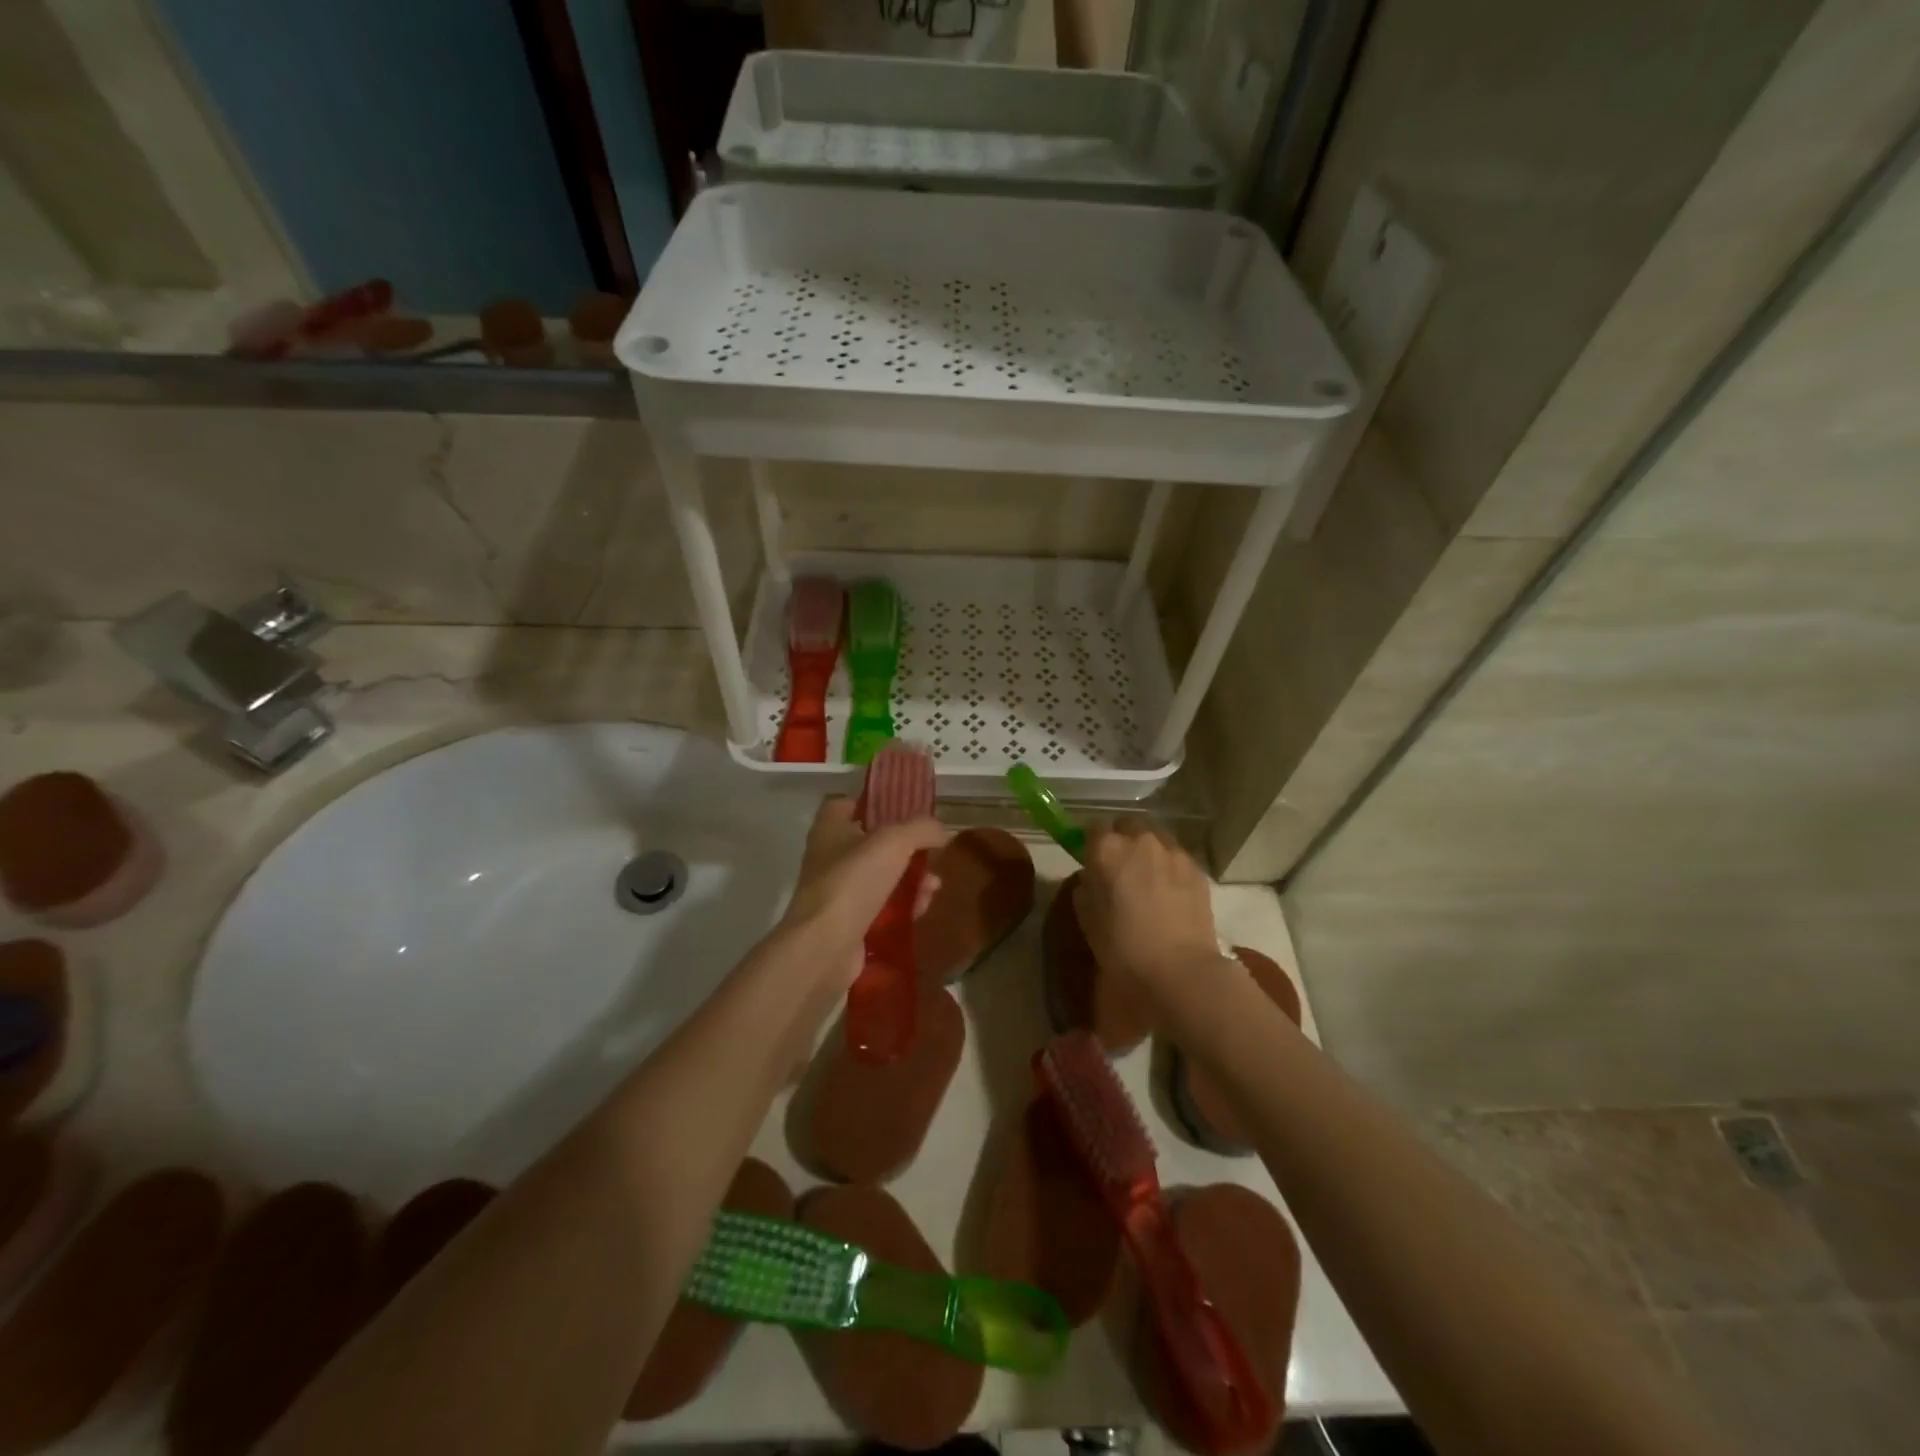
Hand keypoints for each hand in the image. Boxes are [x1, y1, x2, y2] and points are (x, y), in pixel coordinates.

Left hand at [778, 797, 945, 990]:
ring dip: (912, 879)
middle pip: (875, 843)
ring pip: (883, 876)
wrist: (824, 947)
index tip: (907, 811)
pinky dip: (903, 906)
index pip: (850, 803)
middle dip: (908, 849)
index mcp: (831, 827)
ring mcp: (839, 891)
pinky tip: (922, 908)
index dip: (878, 804)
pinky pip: (883, 907)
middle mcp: (831, 856)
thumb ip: (921, 828)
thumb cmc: (853, 882)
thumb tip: (942, 831)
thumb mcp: (894, 842)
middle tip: (932, 854)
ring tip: (934, 887)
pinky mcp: (849, 922)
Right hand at [1074, 822, 1219, 988]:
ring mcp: (1173, 852)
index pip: (1093, 827)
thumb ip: (1087, 886)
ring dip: (1148, 850)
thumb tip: (1093, 877)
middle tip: (1121, 867)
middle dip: (1123, 839)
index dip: (1091, 842)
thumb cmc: (1122, 947)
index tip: (1092, 858)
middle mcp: (1140, 840)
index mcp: (1107, 849)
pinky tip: (1170, 892)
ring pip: (1156, 837)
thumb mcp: (1087, 918)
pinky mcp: (1197, 869)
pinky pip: (1177, 857)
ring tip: (1149, 878)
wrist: (1178, 969)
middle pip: (1128, 824)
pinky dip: (1170, 867)